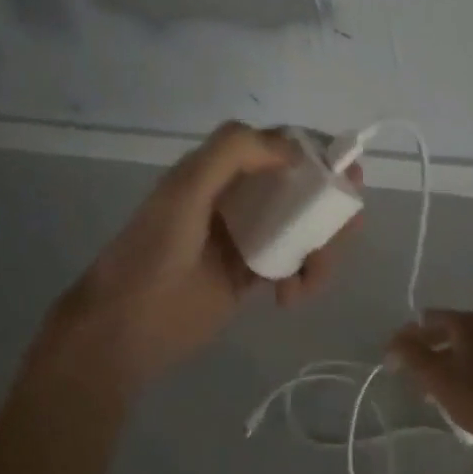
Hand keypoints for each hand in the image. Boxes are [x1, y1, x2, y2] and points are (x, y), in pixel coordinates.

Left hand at [41, 122, 359, 393]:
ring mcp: (248, 235)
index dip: (317, 151)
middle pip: (302, 186)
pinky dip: (306, 275)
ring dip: (323, 245)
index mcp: (221, 169)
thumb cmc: (154, 252)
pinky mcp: (253, 273)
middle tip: (348, 223)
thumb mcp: (187, 189)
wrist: (125, 328)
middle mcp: (238, 196)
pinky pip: (295, 263)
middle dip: (331, 201)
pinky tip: (292, 296)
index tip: (346, 170)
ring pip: (304, 225)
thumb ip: (234, 153)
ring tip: (316, 276)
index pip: (280, 145)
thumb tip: (296, 150)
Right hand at [388, 310, 472, 459]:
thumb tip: (393, 340)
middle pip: (444, 333)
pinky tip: (456, 400)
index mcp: (467, 322)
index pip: (426, 319)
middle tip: (411, 381)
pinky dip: (459, 375)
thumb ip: (410, 354)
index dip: (406, 338)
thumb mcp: (436, 376)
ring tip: (431, 396)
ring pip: (460, 351)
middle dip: (424, 354)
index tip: (393, 364)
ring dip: (441, 368)